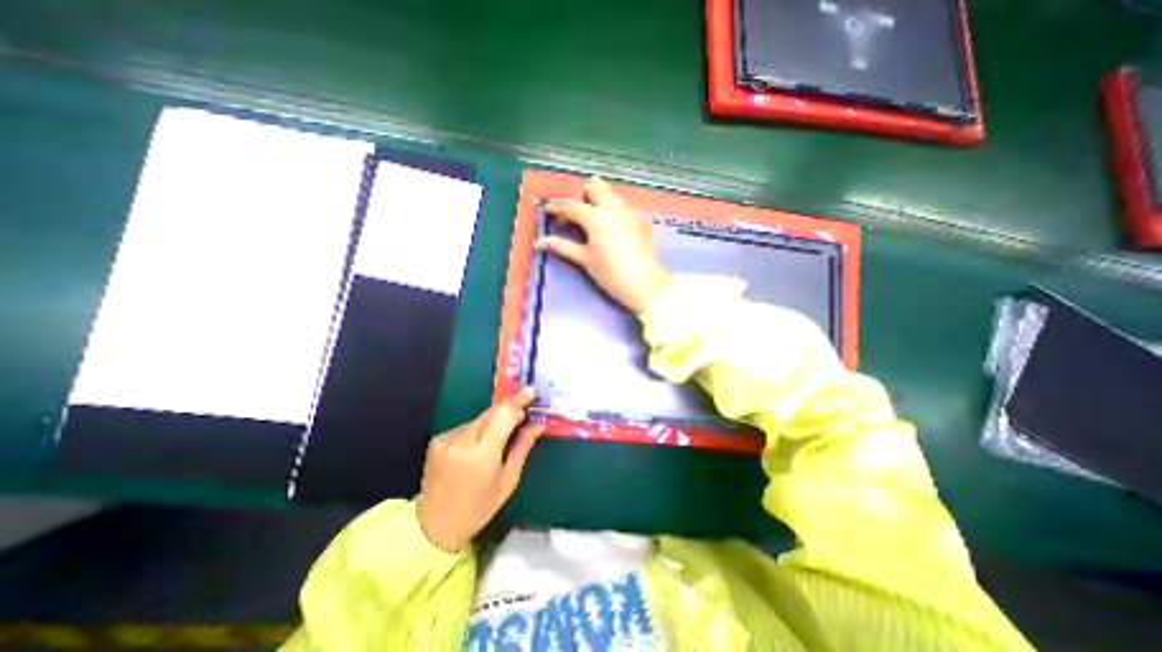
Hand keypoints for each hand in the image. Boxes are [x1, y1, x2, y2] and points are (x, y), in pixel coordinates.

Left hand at [418, 389, 544, 553]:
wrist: (435, 525)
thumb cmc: (479, 506)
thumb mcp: (508, 479)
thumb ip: (522, 446)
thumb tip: (538, 424)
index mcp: (482, 454)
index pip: (503, 414)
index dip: (518, 401)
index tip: (530, 392)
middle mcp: (462, 441)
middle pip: (492, 412)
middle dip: (509, 409)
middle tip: (523, 415)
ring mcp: (447, 439)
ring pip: (480, 418)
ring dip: (493, 422)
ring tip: (498, 440)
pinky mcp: (438, 439)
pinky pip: (466, 426)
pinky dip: (478, 431)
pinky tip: (478, 448)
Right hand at [538, 176, 673, 311]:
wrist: (644, 284)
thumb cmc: (610, 274)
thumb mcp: (585, 260)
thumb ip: (562, 246)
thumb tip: (540, 242)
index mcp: (597, 218)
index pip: (573, 206)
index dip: (558, 207)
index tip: (548, 209)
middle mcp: (615, 209)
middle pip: (597, 187)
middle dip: (583, 194)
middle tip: (575, 211)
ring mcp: (630, 212)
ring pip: (612, 195)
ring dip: (599, 200)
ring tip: (591, 218)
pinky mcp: (641, 221)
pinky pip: (623, 207)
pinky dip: (613, 210)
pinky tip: (611, 227)